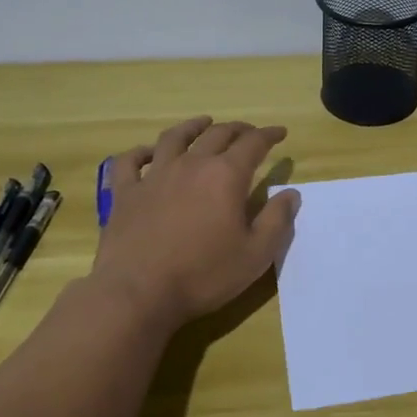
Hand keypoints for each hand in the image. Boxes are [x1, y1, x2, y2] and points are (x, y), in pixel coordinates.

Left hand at [92, 116, 299, 329]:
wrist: (137, 293)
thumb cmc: (204, 275)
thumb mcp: (255, 254)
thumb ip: (277, 220)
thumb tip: (291, 193)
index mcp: (226, 176)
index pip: (253, 144)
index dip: (269, 135)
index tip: (280, 133)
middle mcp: (191, 165)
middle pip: (216, 135)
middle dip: (237, 129)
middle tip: (248, 132)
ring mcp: (154, 176)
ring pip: (174, 138)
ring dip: (192, 127)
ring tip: (203, 123)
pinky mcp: (125, 193)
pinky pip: (130, 162)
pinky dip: (140, 152)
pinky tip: (147, 152)